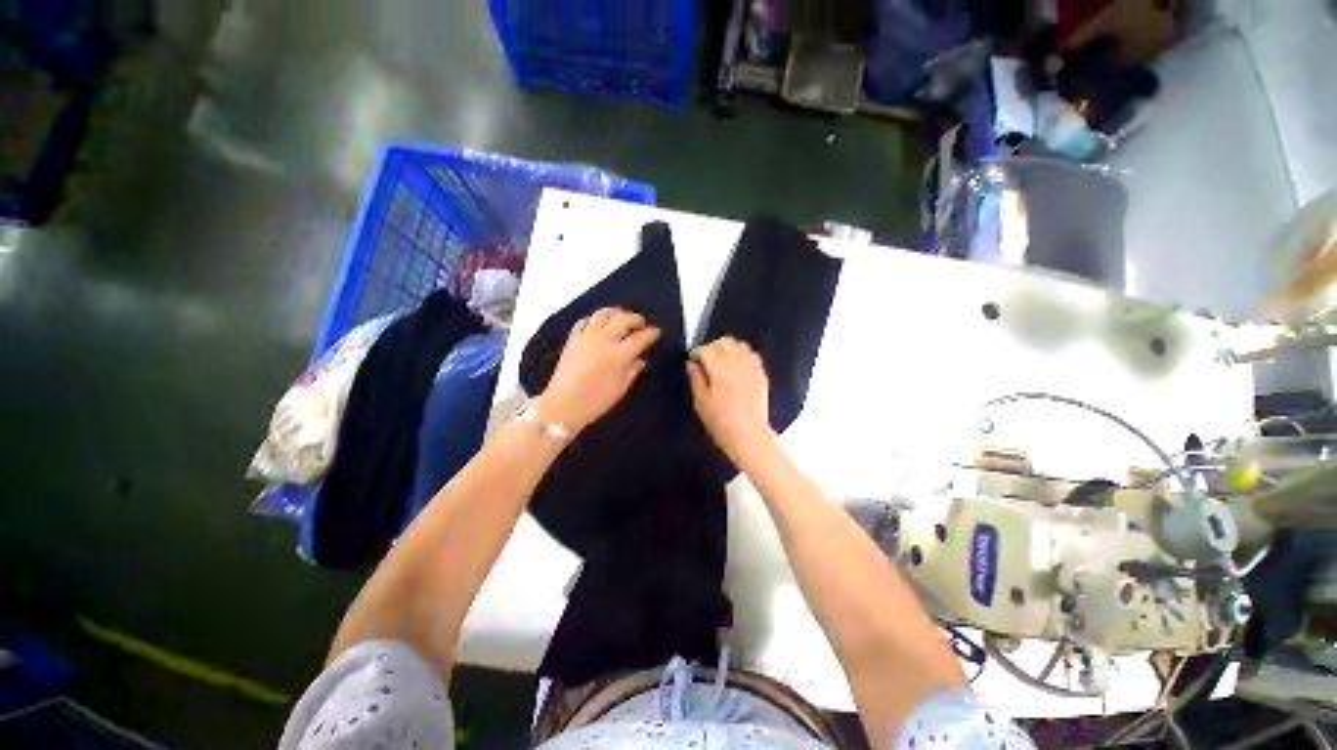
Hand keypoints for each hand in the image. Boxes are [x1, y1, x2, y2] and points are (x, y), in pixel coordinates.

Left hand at [536, 308, 659, 433]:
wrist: (562, 405)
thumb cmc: (594, 402)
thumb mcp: (619, 390)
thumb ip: (632, 372)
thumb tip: (641, 360)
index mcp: (618, 355)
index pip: (640, 338)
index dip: (651, 334)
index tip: (656, 332)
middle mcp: (603, 341)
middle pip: (623, 320)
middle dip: (636, 319)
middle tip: (642, 322)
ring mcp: (586, 337)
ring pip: (603, 315)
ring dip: (616, 312)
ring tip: (622, 315)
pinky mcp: (573, 339)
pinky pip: (584, 321)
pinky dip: (595, 318)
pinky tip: (599, 322)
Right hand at [686, 337, 775, 462]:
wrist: (748, 435)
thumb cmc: (721, 422)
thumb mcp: (701, 402)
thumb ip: (696, 378)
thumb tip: (691, 364)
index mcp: (719, 368)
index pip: (706, 349)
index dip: (698, 353)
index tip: (694, 361)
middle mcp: (737, 362)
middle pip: (725, 342)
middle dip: (713, 347)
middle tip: (707, 360)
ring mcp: (751, 367)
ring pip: (740, 345)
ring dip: (729, 349)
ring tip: (723, 363)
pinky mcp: (761, 374)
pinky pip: (752, 355)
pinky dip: (743, 356)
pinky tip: (737, 369)